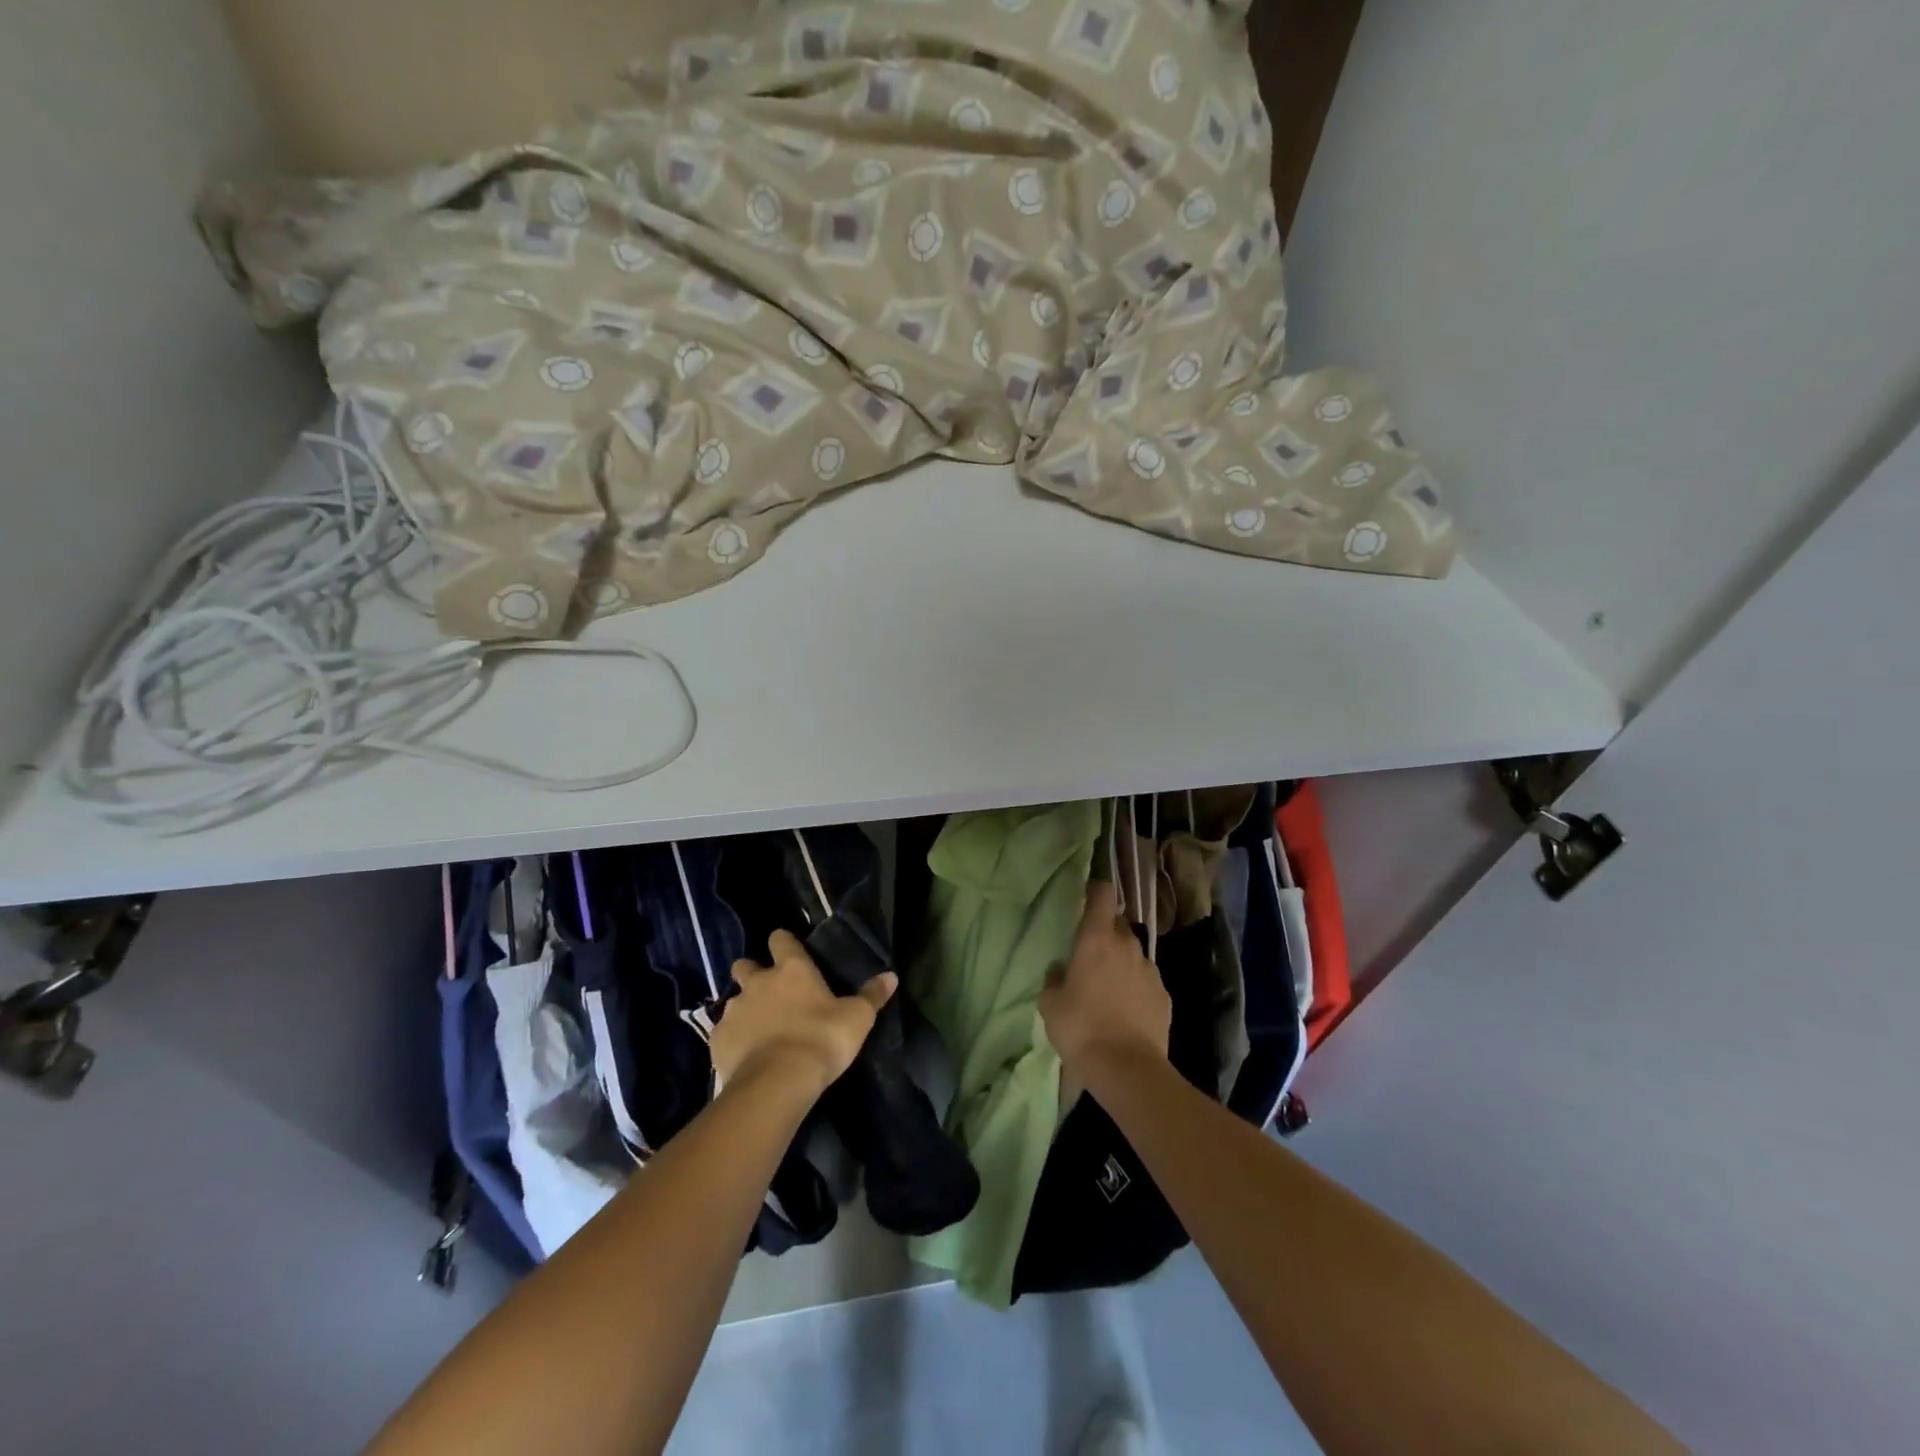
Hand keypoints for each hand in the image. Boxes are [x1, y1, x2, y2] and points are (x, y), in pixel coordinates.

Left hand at [711, 930, 896, 1100]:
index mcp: (792, 969)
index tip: (790, 952)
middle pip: (745, 965)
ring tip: (759, 1029)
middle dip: (753, 973)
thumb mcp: (857, 1018)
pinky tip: (745, 1055)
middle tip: (769, 992)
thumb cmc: (821, 1040)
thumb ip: (872, 995)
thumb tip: (891, 975)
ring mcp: (734, 1010)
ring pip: (733, 999)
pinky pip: (723, 1033)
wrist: (776, 1083)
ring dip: (744, 1008)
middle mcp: (758, 982)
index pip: (781, 939)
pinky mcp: (717, 1040)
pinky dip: (733, 1039)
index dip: (784, 943)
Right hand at [1041, 881, 1171, 1078]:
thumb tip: (1060, 969)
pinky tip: (1126, 1009)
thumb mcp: (1050, 1005)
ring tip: (1108, 986)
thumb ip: (1053, 979)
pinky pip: (1146, 979)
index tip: (1086, 896)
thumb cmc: (1081, 1029)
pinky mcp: (1164, 995)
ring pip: (1133, 953)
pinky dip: (1136, 986)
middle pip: (1118, 924)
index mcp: (1096, 939)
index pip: (1102, 895)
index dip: (1095, 890)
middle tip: (1090, 952)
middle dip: (1106, 931)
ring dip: (1121, 960)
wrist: (1127, 1069)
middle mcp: (1127, 946)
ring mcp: (1150, 970)